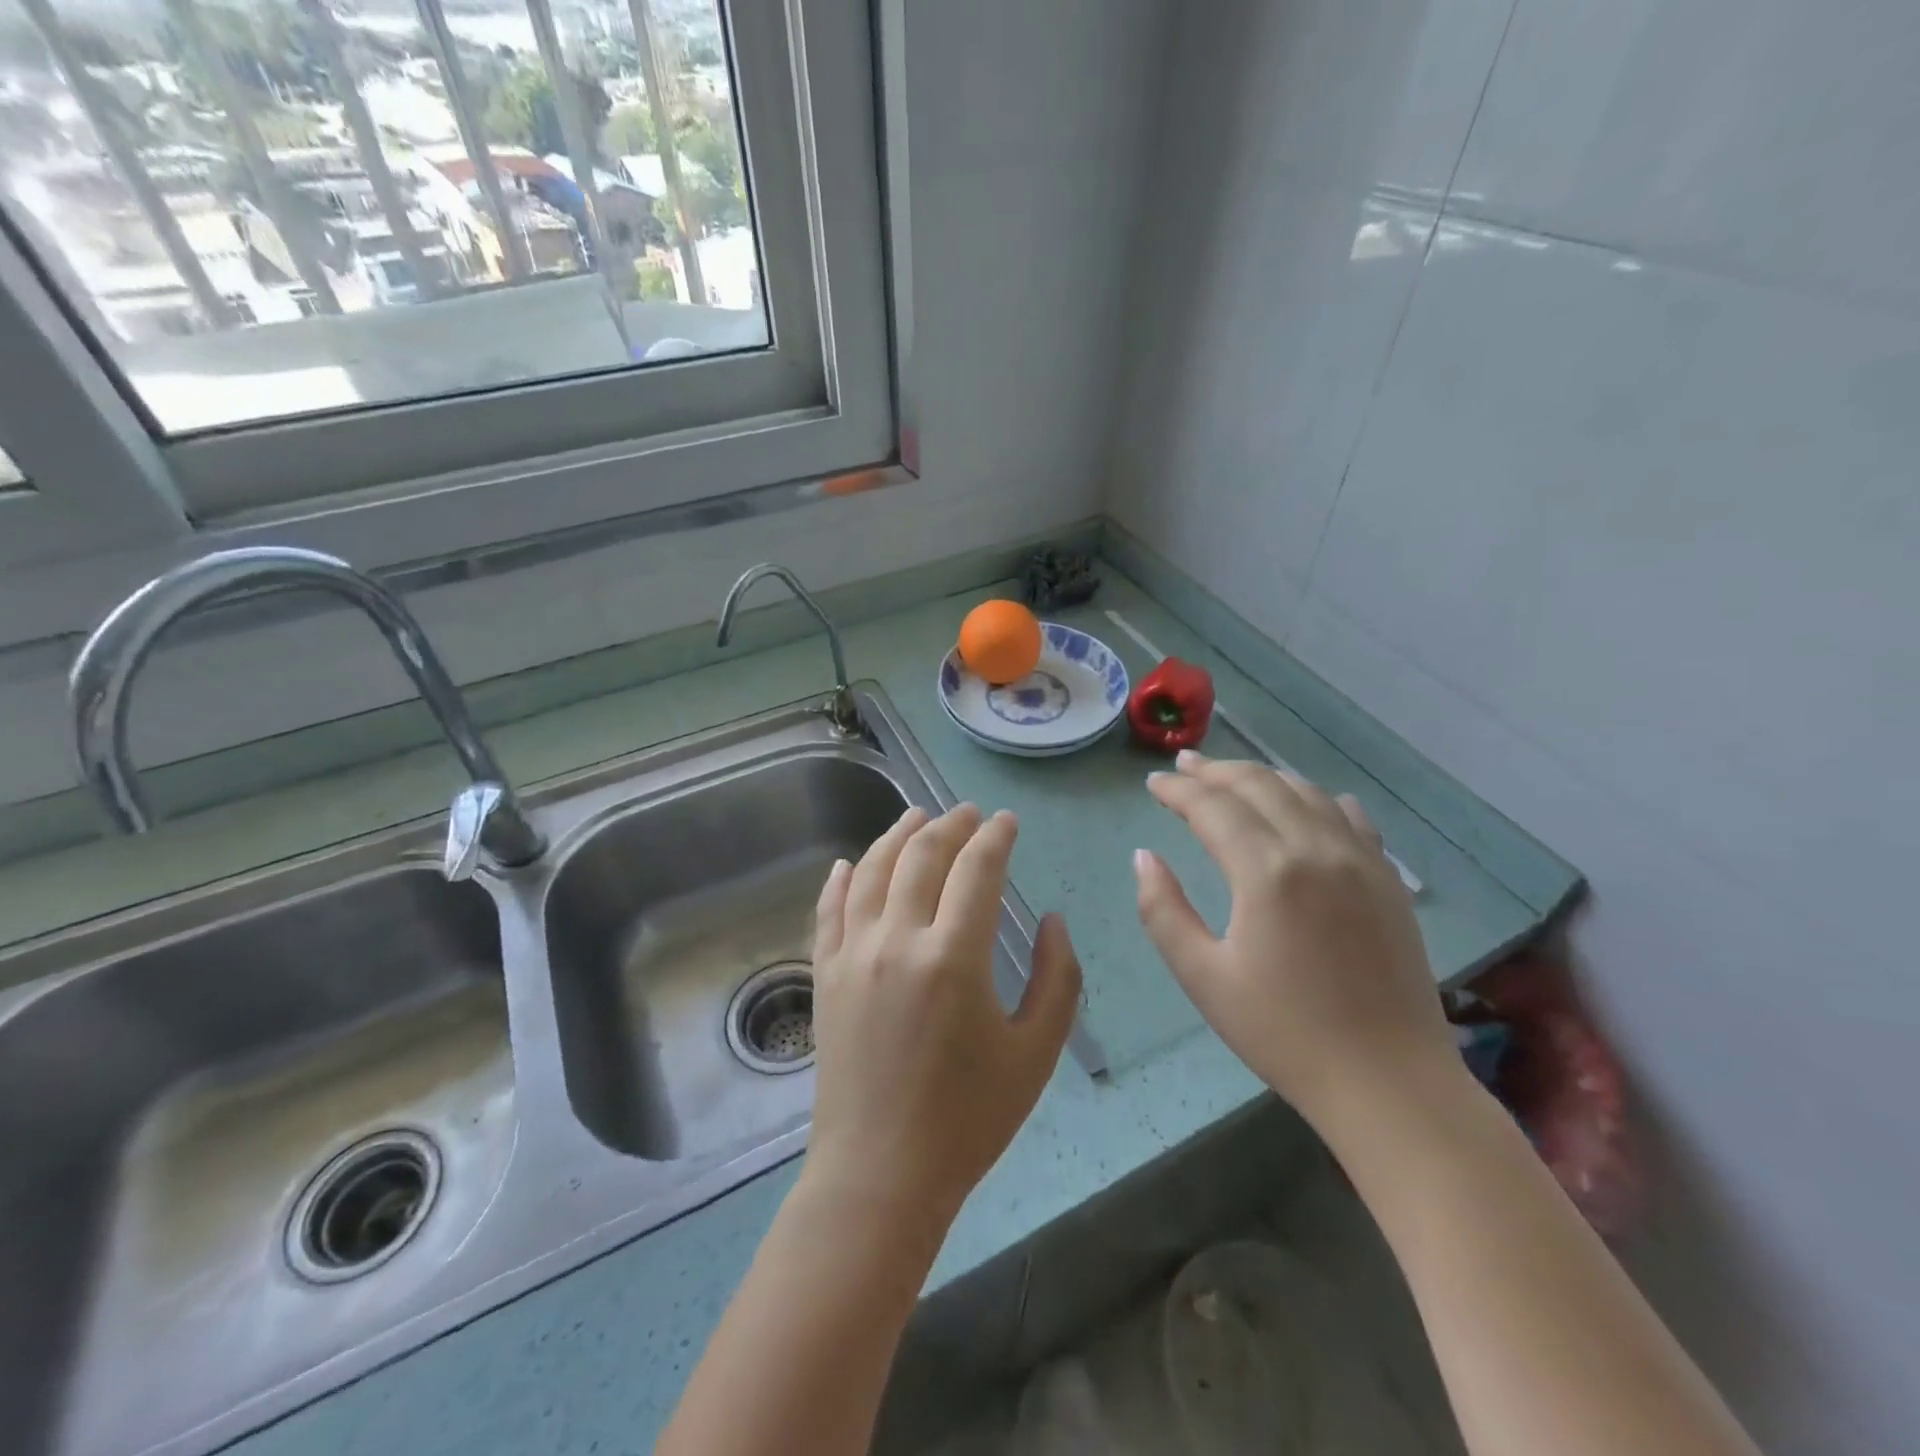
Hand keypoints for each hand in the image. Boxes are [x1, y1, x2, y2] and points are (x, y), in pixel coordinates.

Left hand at [806, 803, 1082, 1226]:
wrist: (881, 1174)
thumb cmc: (968, 1119)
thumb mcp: (1036, 1053)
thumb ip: (1058, 978)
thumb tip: (1053, 919)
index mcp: (953, 957)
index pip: (976, 869)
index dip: (995, 837)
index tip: (1008, 822)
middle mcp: (896, 940)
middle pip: (921, 857)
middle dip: (950, 825)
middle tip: (969, 813)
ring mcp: (852, 954)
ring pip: (870, 870)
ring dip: (895, 835)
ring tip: (916, 816)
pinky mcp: (825, 975)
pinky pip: (828, 909)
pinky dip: (839, 878)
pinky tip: (848, 861)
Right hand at [1134, 750, 1453, 1131]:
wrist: (1388, 1081)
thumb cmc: (1283, 1032)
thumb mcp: (1203, 977)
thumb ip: (1163, 910)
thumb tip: (1145, 857)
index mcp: (1267, 871)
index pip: (1212, 807)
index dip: (1178, 790)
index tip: (1153, 784)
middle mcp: (1316, 848)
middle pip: (1259, 785)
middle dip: (1215, 771)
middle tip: (1183, 766)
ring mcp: (1360, 859)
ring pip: (1305, 791)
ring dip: (1261, 777)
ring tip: (1230, 777)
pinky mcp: (1387, 879)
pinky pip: (1349, 815)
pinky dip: (1315, 798)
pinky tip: (1303, 805)